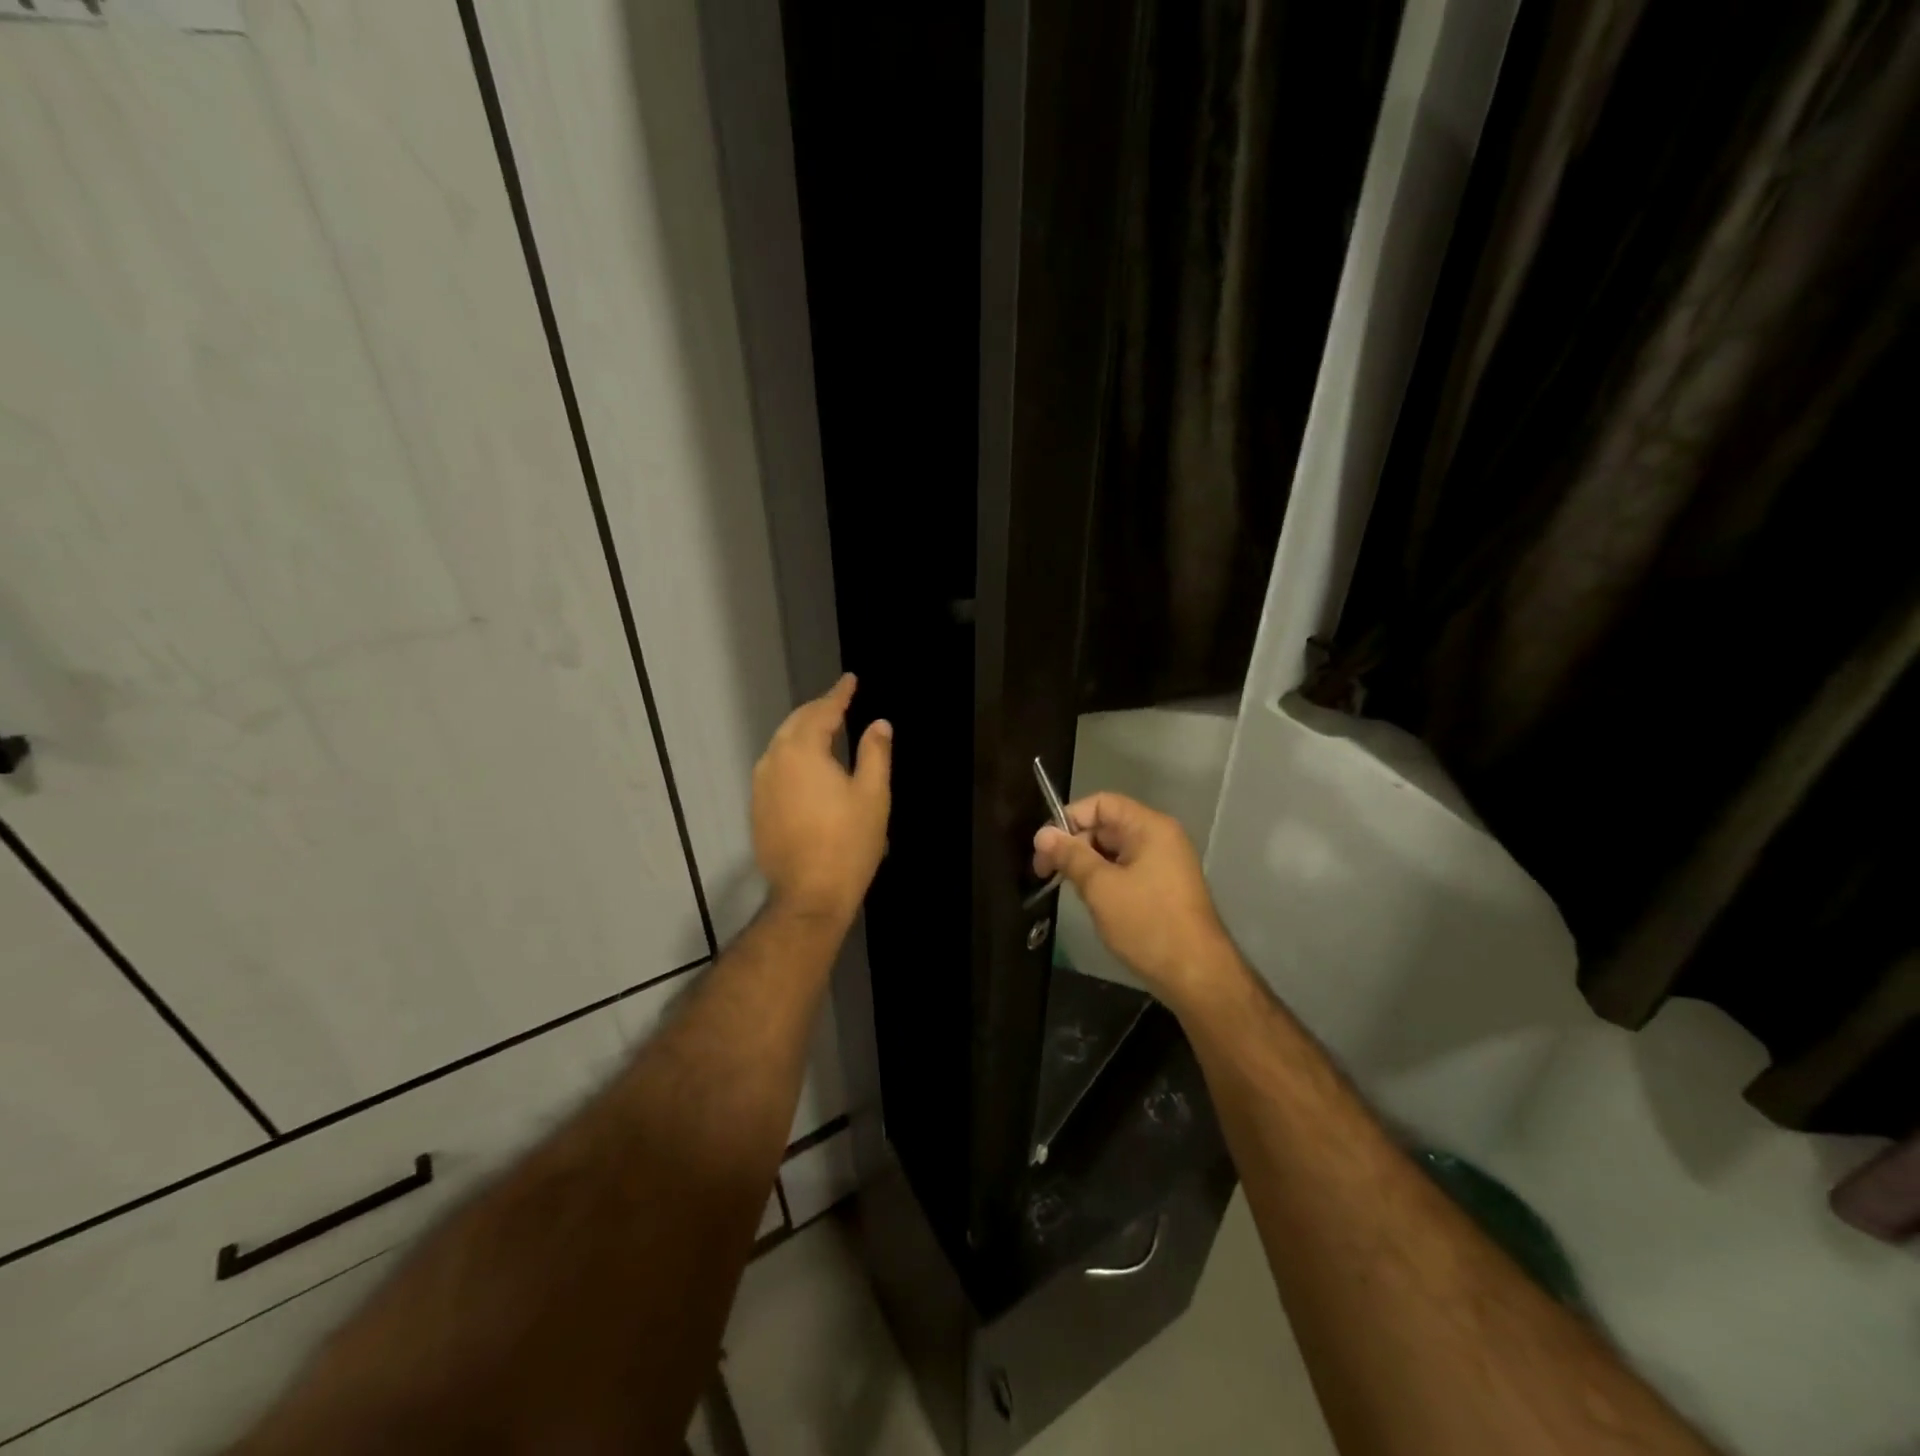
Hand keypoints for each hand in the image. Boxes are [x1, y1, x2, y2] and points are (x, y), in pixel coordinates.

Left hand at [753, 673, 891, 927]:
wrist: (809, 895)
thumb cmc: (848, 843)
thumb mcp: (873, 795)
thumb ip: (876, 753)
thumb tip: (880, 723)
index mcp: (803, 751)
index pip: (822, 711)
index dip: (839, 694)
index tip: (850, 679)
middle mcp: (774, 760)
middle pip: (796, 723)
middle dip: (818, 710)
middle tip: (839, 701)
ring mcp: (761, 785)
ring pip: (781, 744)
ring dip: (803, 731)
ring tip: (824, 727)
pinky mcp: (757, 807)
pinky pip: (775, 767)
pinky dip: (792, 755)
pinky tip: (806, 765)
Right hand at [1033, 792, 1235, 1006]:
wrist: (1196, 975)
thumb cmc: (1147, 924)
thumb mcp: (1101, 887)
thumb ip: (1070, 856)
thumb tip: (1042, 834)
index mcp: (1150, 827)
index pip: (1101, 803)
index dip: (1069, 819)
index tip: (1045, 848)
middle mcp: (1160, 837)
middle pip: (1107, 825)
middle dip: (1075, 844)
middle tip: (1047, 873)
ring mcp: (1165, 863)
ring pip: (1114, 850)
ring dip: (1088, 864)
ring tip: (1068, 888)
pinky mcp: (1164, 887)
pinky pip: (1127, 870)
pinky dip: (1105, 879)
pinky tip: (1091, 900)